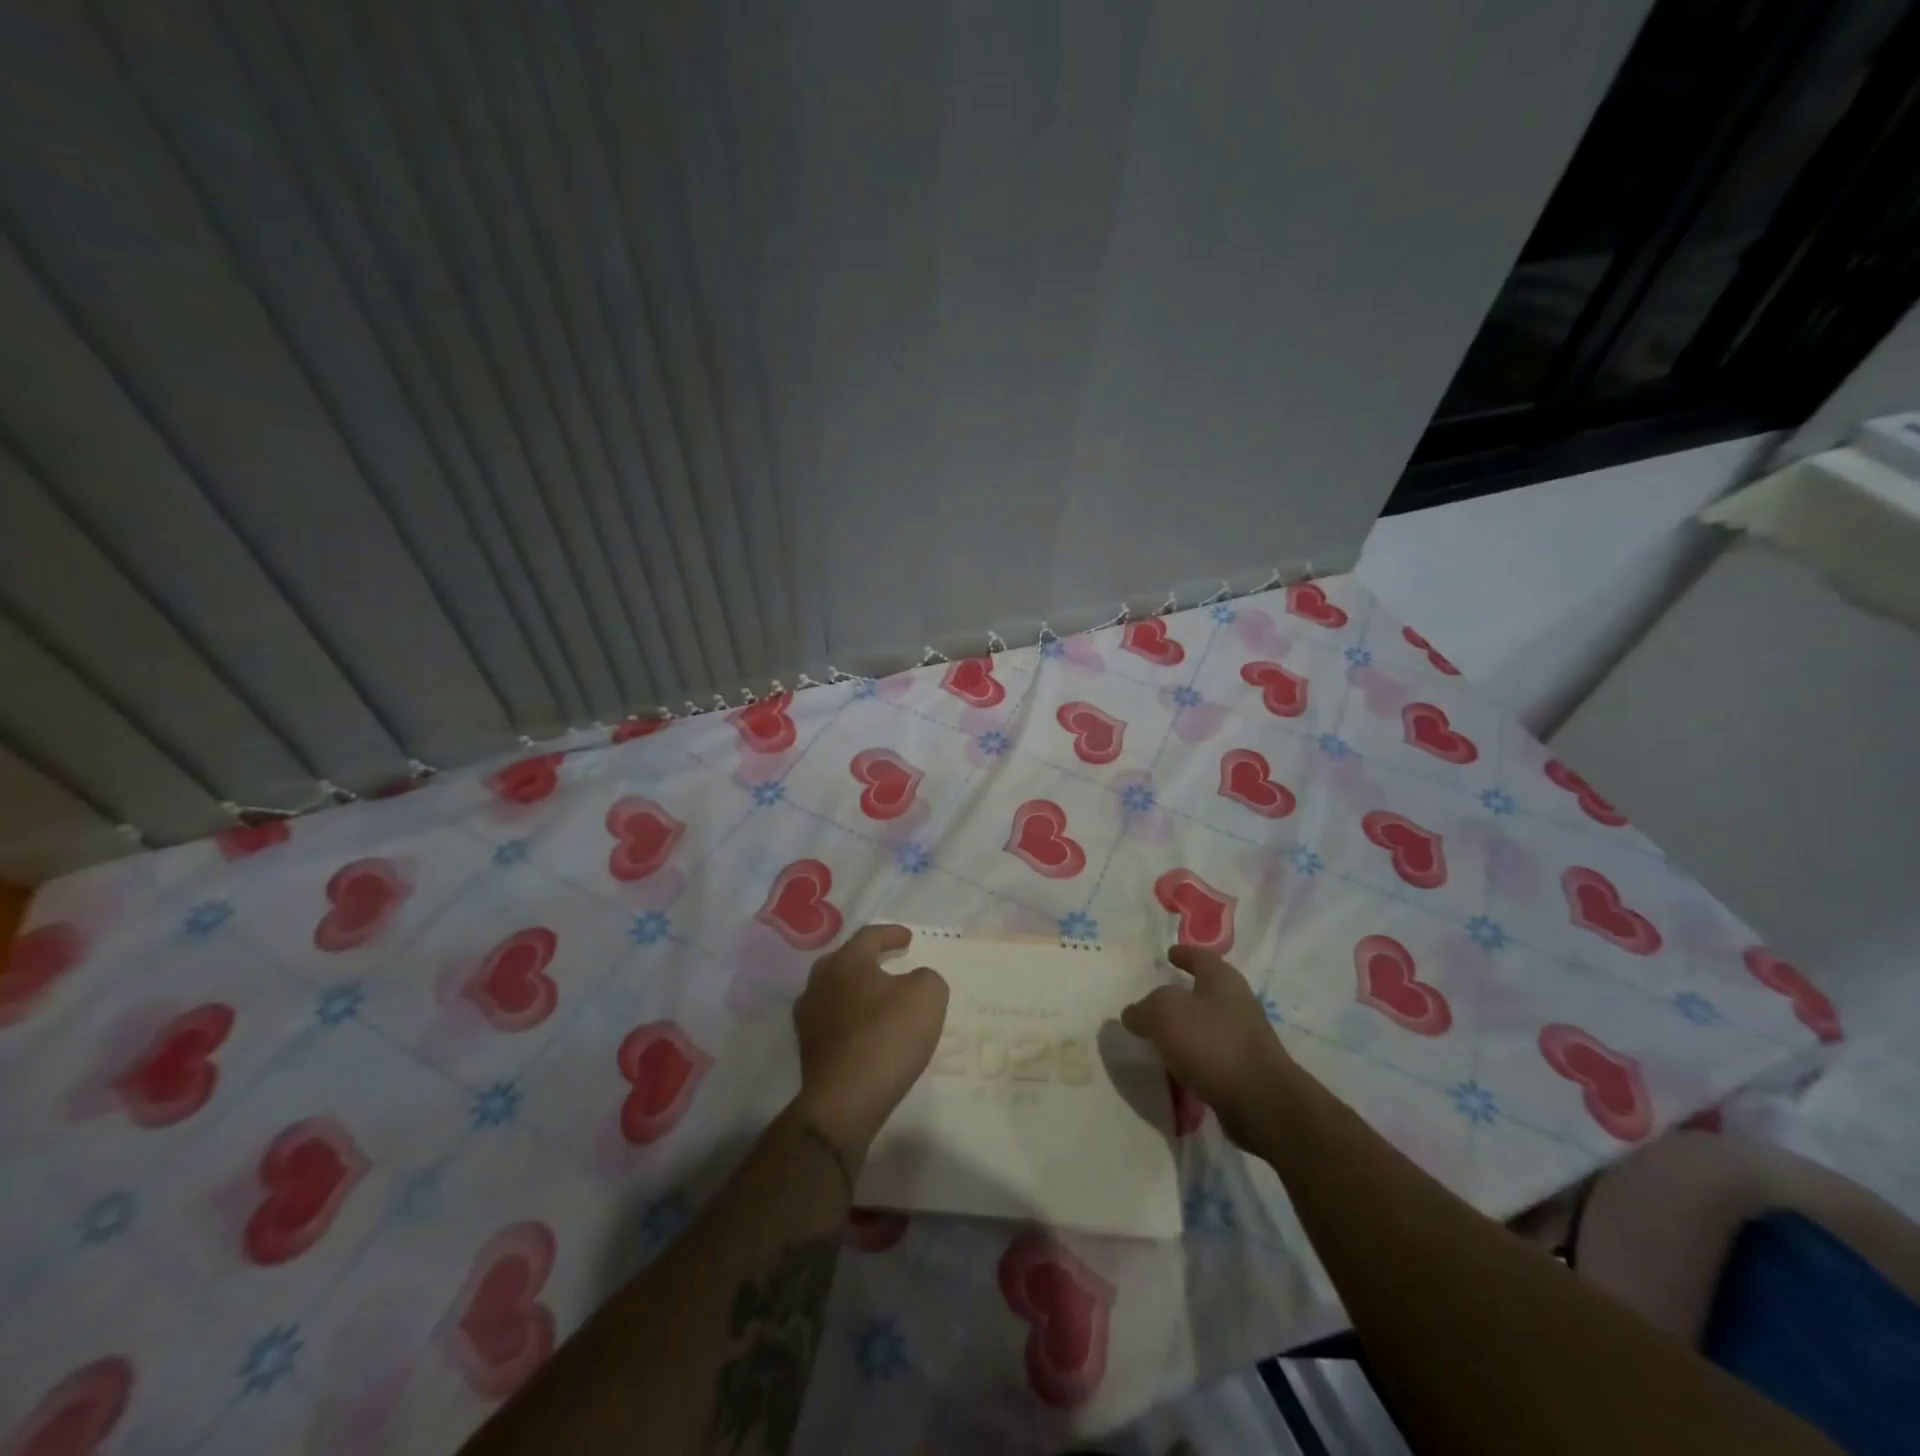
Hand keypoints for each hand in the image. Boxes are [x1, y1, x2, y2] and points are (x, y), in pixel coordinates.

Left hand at [792, 924, 948, 1163]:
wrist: (845, 1099)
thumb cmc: (887, 1035)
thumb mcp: (927, 996)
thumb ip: (926, 977)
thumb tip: (914, 980)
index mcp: (846, 961)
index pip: (870, 936)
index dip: (892, 934)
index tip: (908, 938)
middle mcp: (820, 981)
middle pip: (846, 961)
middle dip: (869, 960)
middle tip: (890, 963)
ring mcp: (808, 1016)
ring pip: (836, 991)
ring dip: (858, 991)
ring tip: (880, 999)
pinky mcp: (807, 1048)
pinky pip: (833, 1021)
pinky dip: (851, 1019)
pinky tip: (867, 1030)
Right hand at [1122, 945, 1290, 1148]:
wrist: (1261, 1102)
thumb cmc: (1212, 1043)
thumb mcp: (1165, 1014)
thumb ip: (1144, 1009)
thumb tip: (1134, 1014)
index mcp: (1223, 980)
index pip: (1200, 957)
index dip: (1183, 954)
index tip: (1168, 954)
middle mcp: (1238, 1003)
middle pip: (1205, 991)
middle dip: (1182, 994)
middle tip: (1155, 1001)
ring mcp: (1245, 1038)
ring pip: (1208, 1025)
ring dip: (1186, 1029)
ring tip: (1160, 1038)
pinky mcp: (1245, 1070)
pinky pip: (1212, 1056)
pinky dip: (1194, 1057)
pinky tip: (1176, 1068)